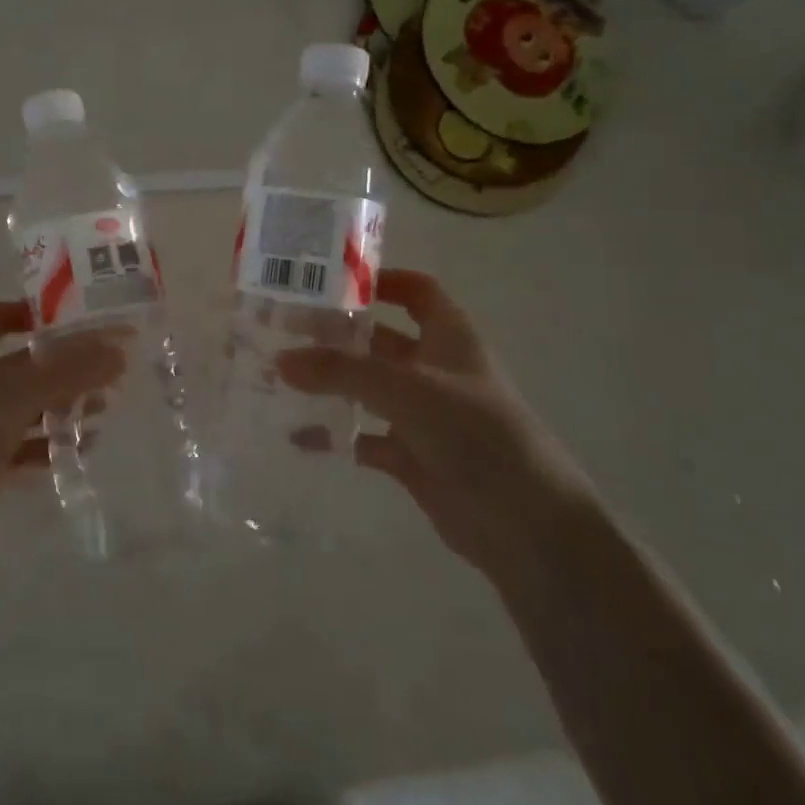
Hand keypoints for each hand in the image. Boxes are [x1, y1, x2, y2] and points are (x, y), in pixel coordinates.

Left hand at [0, 300, 126, 570]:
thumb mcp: (18, 395)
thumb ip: (70, 372)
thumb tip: (121, 350)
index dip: (34, 313)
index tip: (78, 317)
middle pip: (23, 362)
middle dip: (65, 365)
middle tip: (109, 367)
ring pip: (28, 404)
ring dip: (64, 404)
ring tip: (106, 407)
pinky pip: (26, 442)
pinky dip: (52, 442)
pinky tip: (85, 447)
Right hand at [277, 268, 592, 585]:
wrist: (525, 524)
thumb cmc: (475, 433)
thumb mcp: (405, 388)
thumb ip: (341, 370)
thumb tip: (281, 359)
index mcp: (451, 337)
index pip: (417, 291)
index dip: (382, 280)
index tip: (330, 280)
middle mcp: (436, 369)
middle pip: (381, 339)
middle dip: (337, 334)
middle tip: (284, 329)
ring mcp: (424, 415)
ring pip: (369, 388)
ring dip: (330, 383)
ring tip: (278, 376)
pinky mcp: (413, 456)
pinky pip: (365, 437)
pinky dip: (336, 434)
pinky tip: (297, 436)